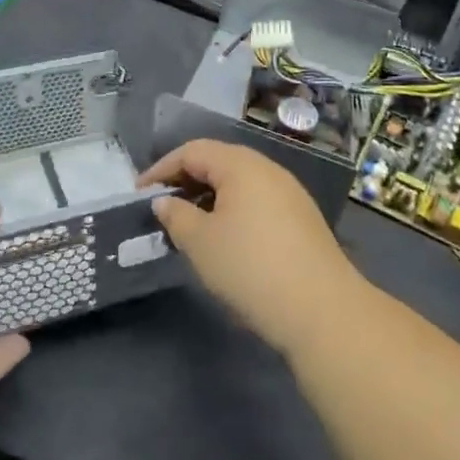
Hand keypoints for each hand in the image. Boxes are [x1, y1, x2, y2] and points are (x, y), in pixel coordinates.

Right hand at [138, 140, 366, 354]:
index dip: (162, 169)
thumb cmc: (250, 266)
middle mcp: (268, 170)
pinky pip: (257, 202)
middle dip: (186, 181)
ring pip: (239, 184)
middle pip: (218, 162)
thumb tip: (165, 202)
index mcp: (241, 165)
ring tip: (188, 225)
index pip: (192, 151)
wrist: (321, 309)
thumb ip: (176, 215)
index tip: (139, 193)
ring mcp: (290, 194)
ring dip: (209, 198)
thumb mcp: (200, 242)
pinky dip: (232, 211)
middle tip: (161, 207)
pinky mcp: (302, 219)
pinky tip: (224, 239)